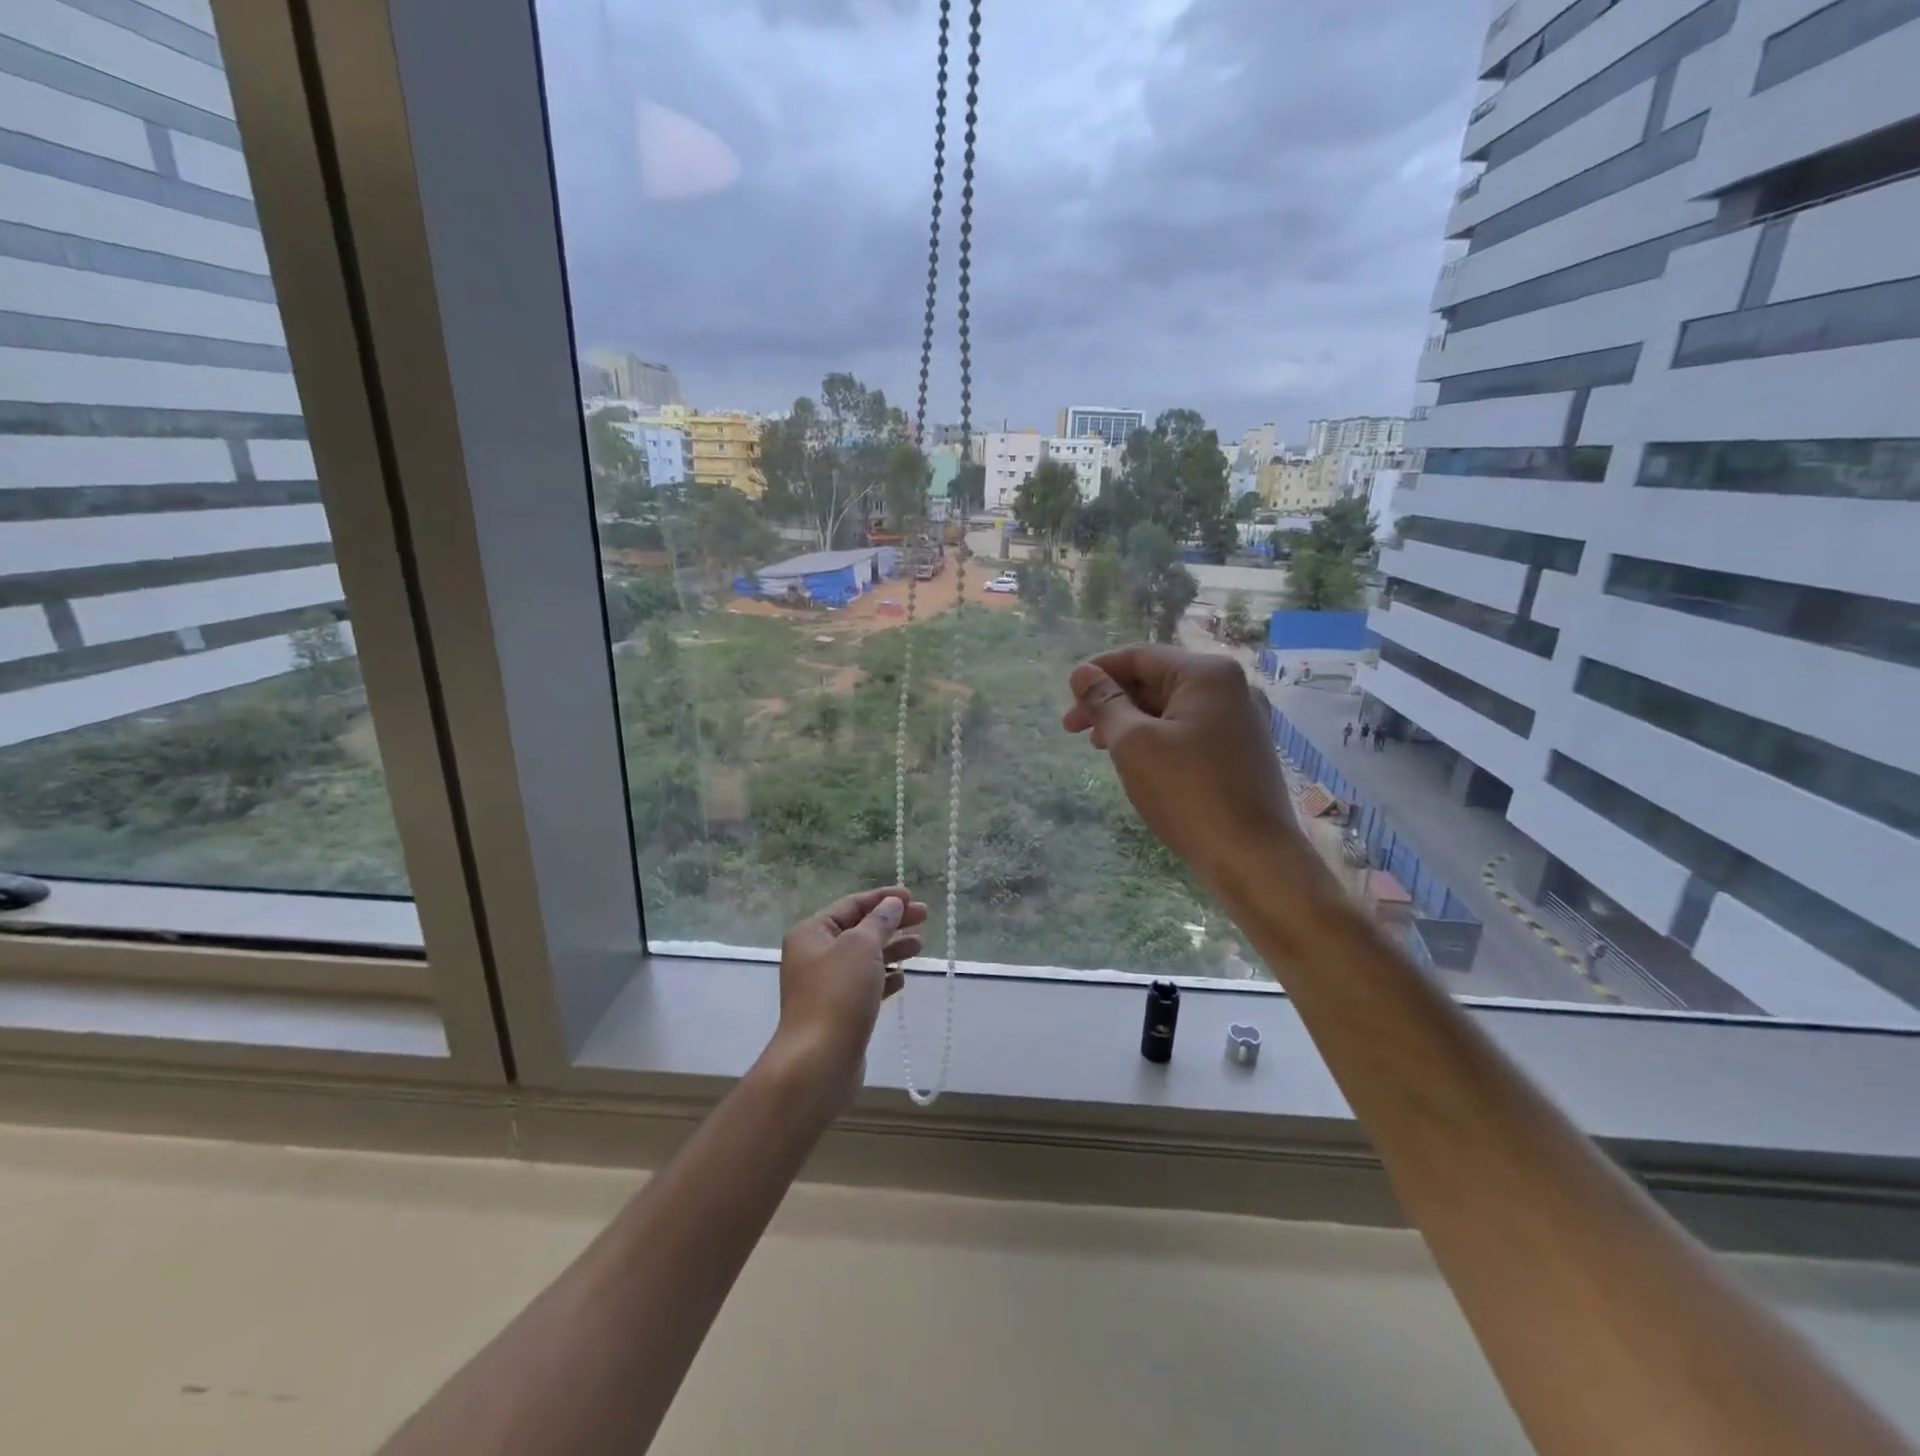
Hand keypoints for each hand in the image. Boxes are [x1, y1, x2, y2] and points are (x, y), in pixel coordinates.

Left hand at [769, 886, 927, 1106]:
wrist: (818, 1063)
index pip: (851, 905)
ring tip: (919, 946)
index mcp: (812, 933)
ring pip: (864, 958)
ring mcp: (825, 986)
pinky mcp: (838, 1012)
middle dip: (891, 922)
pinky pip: (865, 986)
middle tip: (924, 917)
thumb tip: (892, 903)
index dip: (882, 898)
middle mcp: (814, 956)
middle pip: (859, 930)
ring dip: (891, 949)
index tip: (912, 897)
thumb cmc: (838, 995)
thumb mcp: (861, 947)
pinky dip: (884, 978)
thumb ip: (880, 921)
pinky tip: (902, 980)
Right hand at [1062, 646, 1311, 894]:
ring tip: (1099, 747)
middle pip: (1156, 680)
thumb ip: (1105, 703)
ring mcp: (1241, 721)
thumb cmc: (1188, 793)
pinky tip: (1138, 762)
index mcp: (1207, 674)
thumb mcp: (1133, 743)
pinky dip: (1157, 739)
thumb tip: (1082, 673)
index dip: (1097, 673)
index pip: (1139, 656)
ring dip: (1131, 722)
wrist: (1253, 858)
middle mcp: (1231, 688)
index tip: (1067, 698)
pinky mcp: (1242, 752)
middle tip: (1073, 730)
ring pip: (1171, 708)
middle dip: (1112, 701)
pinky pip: (1189, 731)